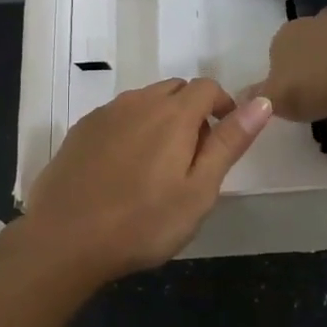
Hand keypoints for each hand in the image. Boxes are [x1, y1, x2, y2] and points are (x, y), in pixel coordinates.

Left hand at [24, 78, 273, 275]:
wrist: (64, 239)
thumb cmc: (142, 222)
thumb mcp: (199, 190)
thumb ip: (229, 142)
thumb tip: (262, 101)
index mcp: (173, 113)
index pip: (207, 87)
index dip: (223, 106)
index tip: (224, 139)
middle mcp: (138, 102)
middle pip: (175, 90)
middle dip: (192, 112)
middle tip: (193, 158)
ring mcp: (105, 114)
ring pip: (144, 102)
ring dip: (160, 120)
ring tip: (157, 167)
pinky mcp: (80, 130)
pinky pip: (117, 117)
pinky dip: (130, 130)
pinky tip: (122, 170)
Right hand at [248, 7, 326, 122]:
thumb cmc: (312, 85)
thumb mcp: (275, 99)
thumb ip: (257, 97)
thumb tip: (240, 97)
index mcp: (284, 34)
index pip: (277, 49)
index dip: (282, 69)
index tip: (291, 90)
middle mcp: (312, 22)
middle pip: (306, 38)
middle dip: (308, 54)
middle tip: (314, 83)